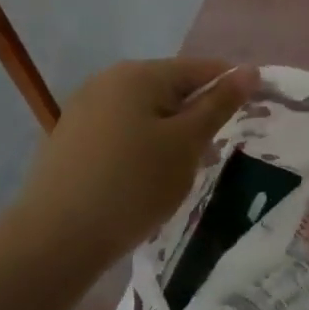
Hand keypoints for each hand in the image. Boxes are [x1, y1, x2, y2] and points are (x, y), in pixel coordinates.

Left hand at [11, 58, 257, 259]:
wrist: (55, 240)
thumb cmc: (133, 185)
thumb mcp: (187, 144)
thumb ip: (219, 104)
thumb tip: (250, 70)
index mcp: (139, 74)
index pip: (203, 69)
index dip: (232, 90)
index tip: (253, 118)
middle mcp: (108, 80)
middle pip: (173, 88)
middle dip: (199, 117)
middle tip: (213, 155)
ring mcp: (85, 108)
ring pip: (148, 112)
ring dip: (172, 135)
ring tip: (181, 172)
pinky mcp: (71, 138)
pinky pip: (123, 130)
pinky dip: (144, 147)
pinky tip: (146, 179)